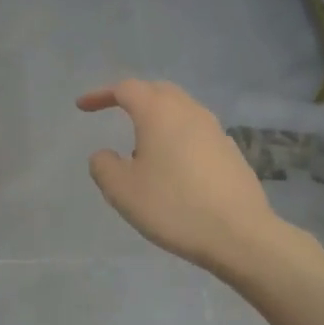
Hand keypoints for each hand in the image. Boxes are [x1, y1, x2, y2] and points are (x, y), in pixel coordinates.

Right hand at [79, 79, 298, 276]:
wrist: (240, 235)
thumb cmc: (173, 207)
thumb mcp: (122, 191)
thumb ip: (104, 166)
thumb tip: (104, 154)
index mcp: (159, 113)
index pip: (126, 89)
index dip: (101, 94)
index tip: (83, 106)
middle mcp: (189, 112)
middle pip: (158, 91)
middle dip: (133, 97)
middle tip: (114, 110)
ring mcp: (215, 131)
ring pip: (181, 109)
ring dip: (158, 116)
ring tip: (142, 143)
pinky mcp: (231, 152)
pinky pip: (197, 132)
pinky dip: (177, 135)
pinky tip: (173, 164)